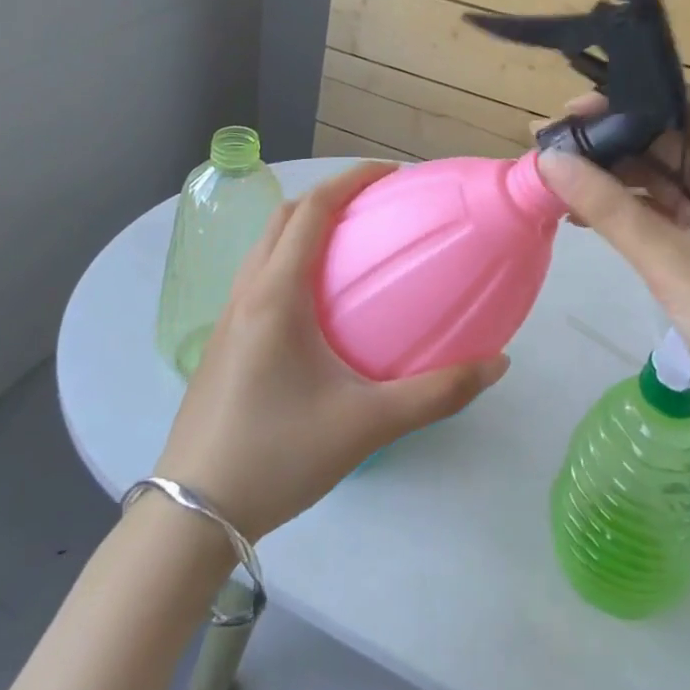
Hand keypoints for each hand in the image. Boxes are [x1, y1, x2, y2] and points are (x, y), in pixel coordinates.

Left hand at [156, 162, 509, 539]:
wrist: (192, 516)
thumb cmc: (279, 455)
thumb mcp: (367, 424)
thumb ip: (436, 393)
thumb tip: (497, 363)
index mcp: (277, 295)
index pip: (312, 210)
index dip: (351, 180)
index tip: (391, 174)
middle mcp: (247, 293)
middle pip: (283, 217)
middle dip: (328, 196)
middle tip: (374, 204)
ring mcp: (227, 319)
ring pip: (265, 246)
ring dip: (303, 226)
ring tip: (348, 242)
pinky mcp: (221, 345)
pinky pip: (257, 277)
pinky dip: (288, 260)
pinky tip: (316, 302)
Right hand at [536, 91, 689, 461]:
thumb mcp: (670, 260)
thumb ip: (609, 207)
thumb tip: (549, 159)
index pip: (681, 104)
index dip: (628, 98)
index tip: (573, 108)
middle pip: (662, 138)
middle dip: (608, 137)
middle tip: (548, 141)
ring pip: (657, 176)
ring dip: (611, 174)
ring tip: (554, 172)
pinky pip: (658, 211)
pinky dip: (623, 208)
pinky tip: (581, 212)